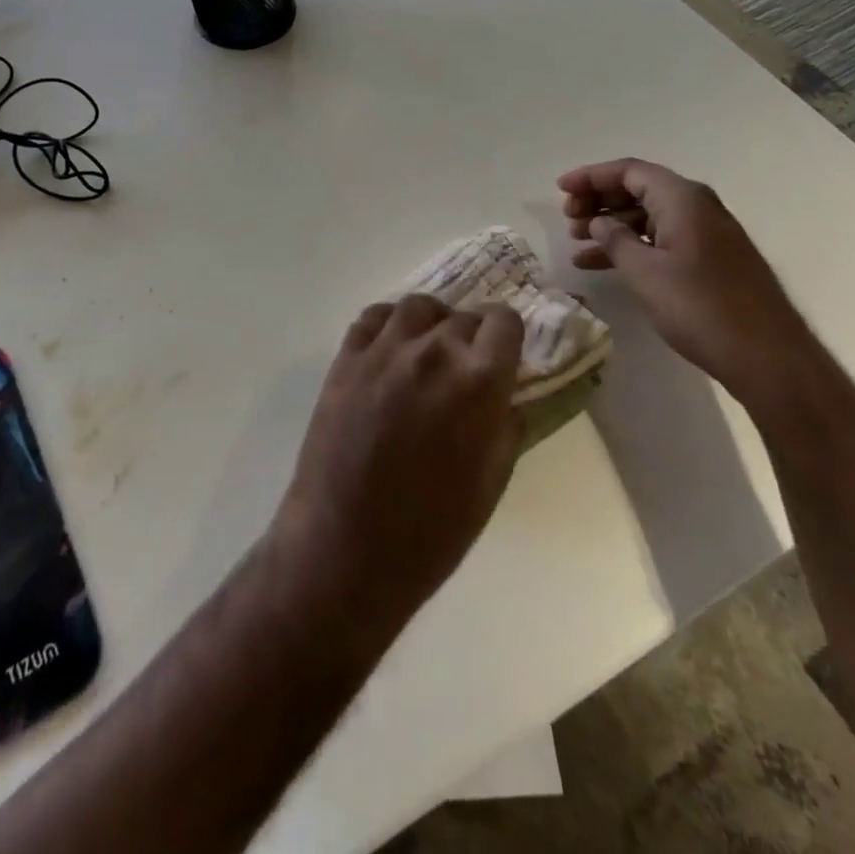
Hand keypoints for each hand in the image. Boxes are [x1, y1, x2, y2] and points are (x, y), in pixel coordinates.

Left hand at [274, 295, 523, 644]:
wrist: (346, 546)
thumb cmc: (431, 531)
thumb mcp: (491, 484)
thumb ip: (504, 428)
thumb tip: (505, 399)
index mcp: (479, 381)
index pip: (505, 322)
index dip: (508, 335)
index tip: (503, 353)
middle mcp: (434, 351)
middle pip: (464, 316)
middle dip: (472, 337)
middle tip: (465, 367)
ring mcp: (384, 350)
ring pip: (418, 307)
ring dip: (432, 323)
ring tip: (427, 350)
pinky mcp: (346, 358)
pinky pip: (373, 317)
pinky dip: (389, 324)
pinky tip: (390, 349)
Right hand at [558, 158, 828, 412]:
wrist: (767, 356)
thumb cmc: (700, 306)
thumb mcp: (644, 271)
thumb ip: (615, 239)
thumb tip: (600, 221)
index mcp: (682, 199)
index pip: (629, 171)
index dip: (591, 176)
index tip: (560, 188)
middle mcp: (697, 207)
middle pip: (638, 189)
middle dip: (599, 200)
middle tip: (568, 219)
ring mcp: (706, 233)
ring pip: (648, 216)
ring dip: (611, 226)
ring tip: (576, 245)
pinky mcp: (710, 259)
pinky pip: (661, 238)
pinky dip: (631, 245)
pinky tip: (603, 265)